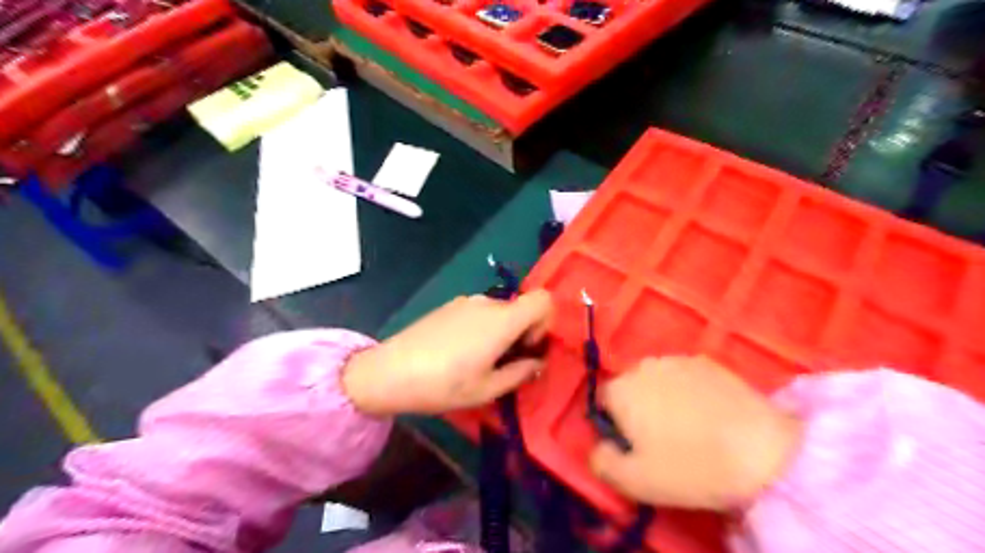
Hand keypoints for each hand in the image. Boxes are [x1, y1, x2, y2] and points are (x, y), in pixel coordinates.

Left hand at [343, 291, 549, 416]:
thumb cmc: (444, 384)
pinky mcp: (449, 306)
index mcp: (502, 320)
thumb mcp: (488, 389)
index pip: (543, 300)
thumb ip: (520, 373)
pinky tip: (459, 352)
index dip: (545, 322)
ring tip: (479, 361)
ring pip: (499, 312)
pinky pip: (478, 312)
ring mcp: (465, 302)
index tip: (528, 347)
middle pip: (520, 308)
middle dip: (522, 333)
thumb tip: (537, 363)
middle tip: (505, 364)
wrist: (391, 372)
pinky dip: (482, 328)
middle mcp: (487, 303)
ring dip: (500, 332)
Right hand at [588, 356, 794, 512]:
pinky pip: (684, 377)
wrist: (761, 451)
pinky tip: (709, 415)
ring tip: (689, 427)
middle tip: (663, 441)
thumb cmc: (690, 466)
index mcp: (620, 389)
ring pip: (657, 381)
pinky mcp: (707, 361)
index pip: (603, 403)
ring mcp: (677, 359)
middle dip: (638, 410)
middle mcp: (642, 366)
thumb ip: (601, 462)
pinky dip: (688, 392)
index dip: (616, 428)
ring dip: (662, 398)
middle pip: (630, 389)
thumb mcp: (635, 481)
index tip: (637, 449)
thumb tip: (598, 447)